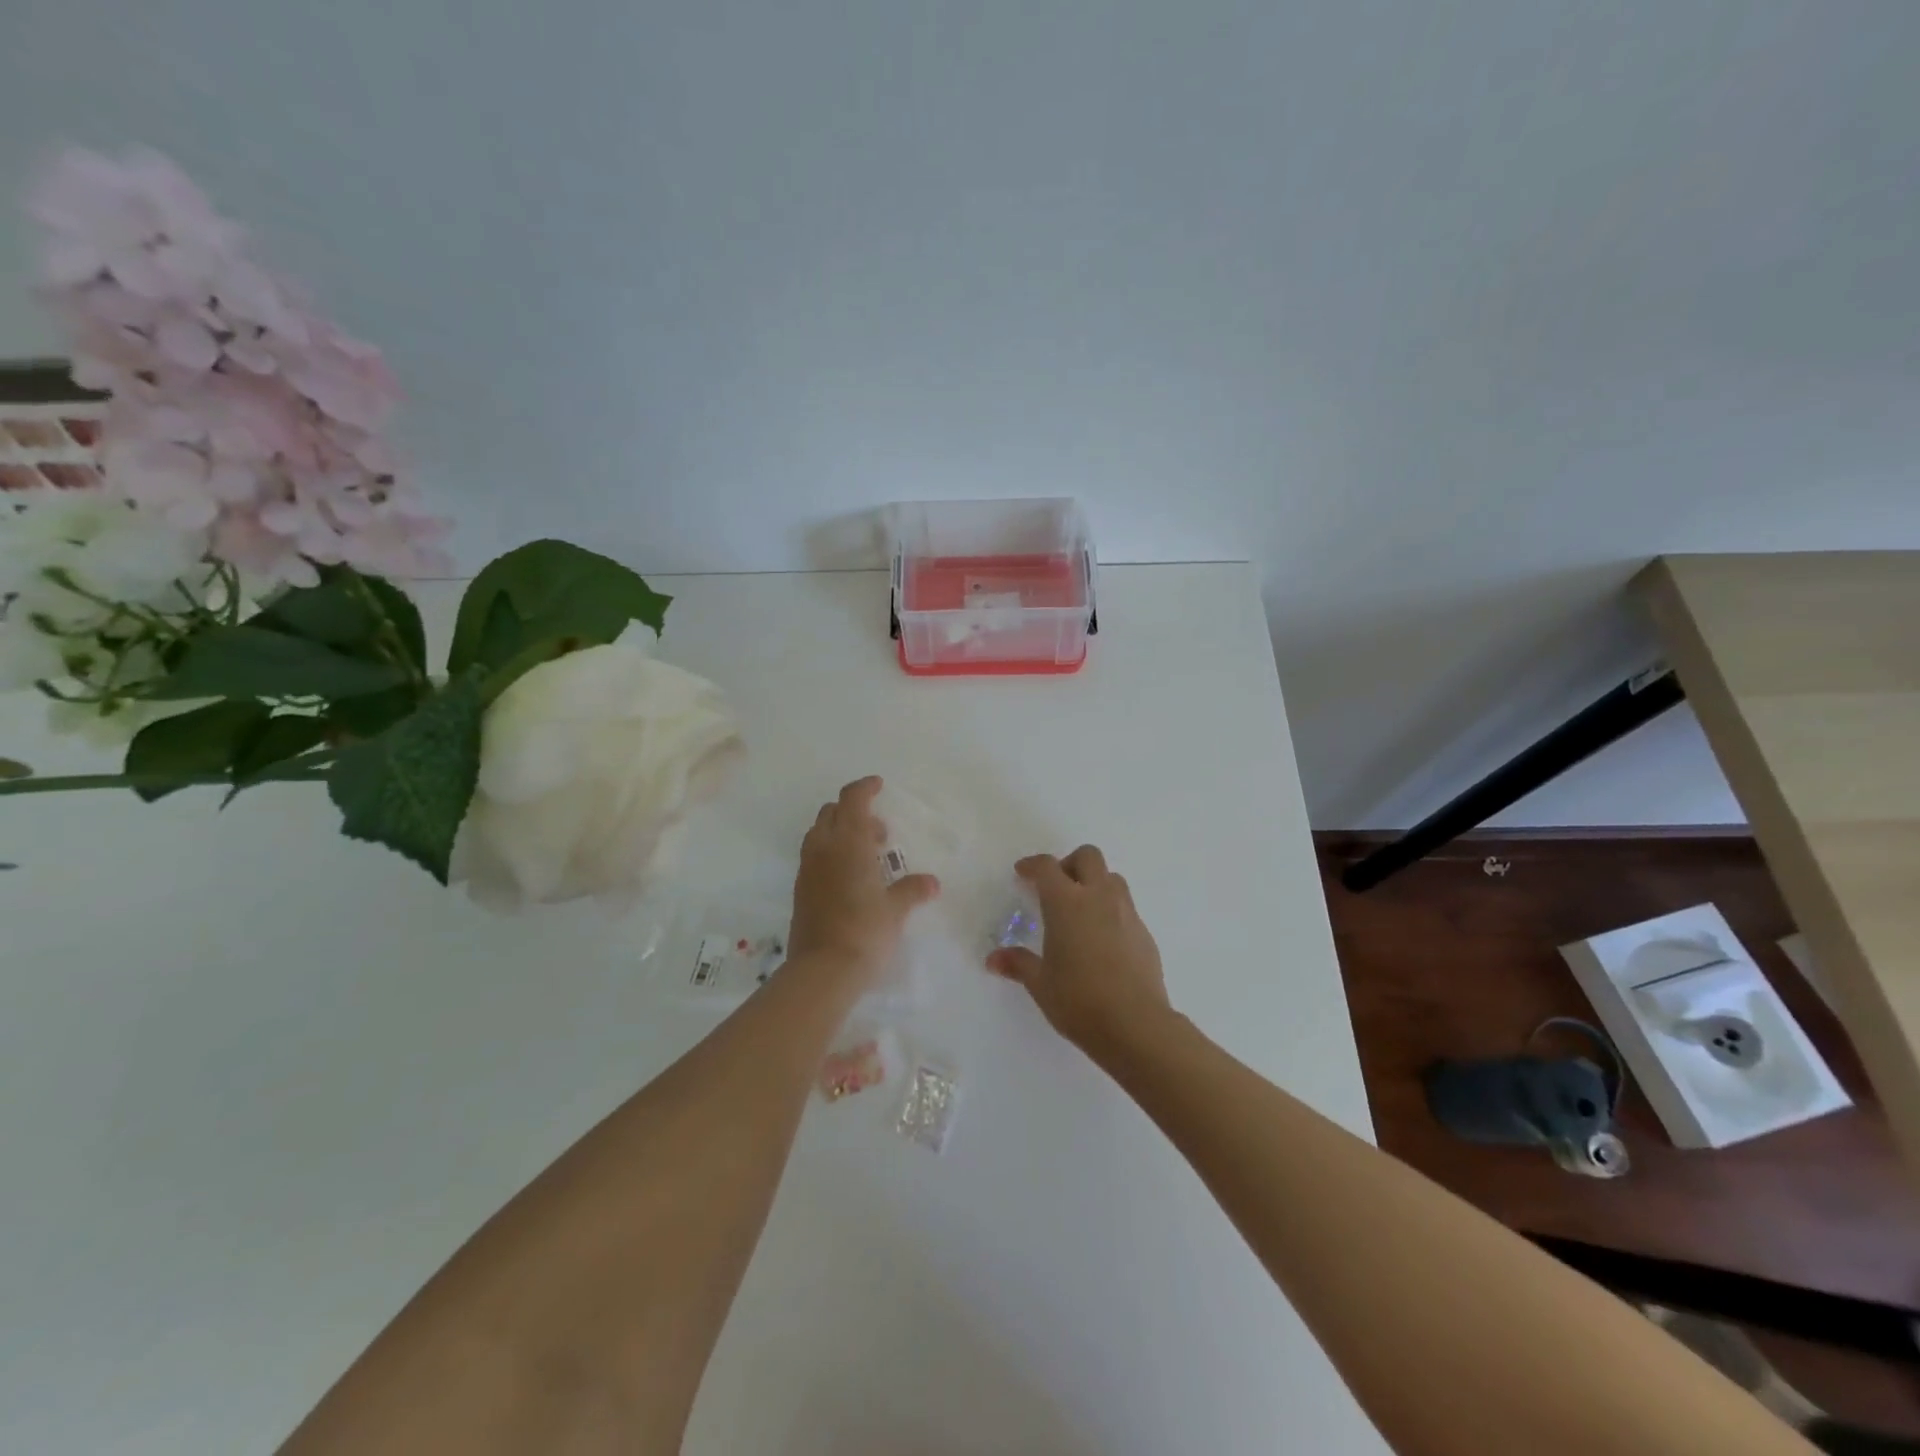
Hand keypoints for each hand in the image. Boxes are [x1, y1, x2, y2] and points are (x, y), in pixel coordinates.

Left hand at [788, 776, 939, 982]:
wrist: (822, 970)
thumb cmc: (865, 931)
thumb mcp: (896, 910)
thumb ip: (912, 890)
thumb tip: (931, 883)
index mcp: (849, 843)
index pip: (852, 799)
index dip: (865, 787)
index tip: (879, 785)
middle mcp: (823, 849)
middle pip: (832, 812)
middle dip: (854, 812)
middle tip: (879, 833)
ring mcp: (808, 869)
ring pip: (819, 833)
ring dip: (840, 832)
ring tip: (866, 856)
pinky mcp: (800, 890)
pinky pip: (814, 856)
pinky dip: (830, 853)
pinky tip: (849, 878)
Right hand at [987, 845, 1170, 1058]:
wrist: (1136, 1025)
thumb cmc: (1079, 1000)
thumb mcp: (1040, 984)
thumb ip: (1018, 964)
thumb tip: (993, 959)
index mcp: (1067, 903)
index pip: (1047, 867)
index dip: (1032, 865)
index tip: (1022, 873)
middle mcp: (1099, 898)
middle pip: (1088, 856)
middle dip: (1069, 863)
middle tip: (1056, 888)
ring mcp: (1126, 913)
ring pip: (1112, 878)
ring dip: (1094, 883)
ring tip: (1080, 911)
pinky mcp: (1144, 933)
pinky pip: (1126, 907)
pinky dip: (1110, 910)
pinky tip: (1101, 940)